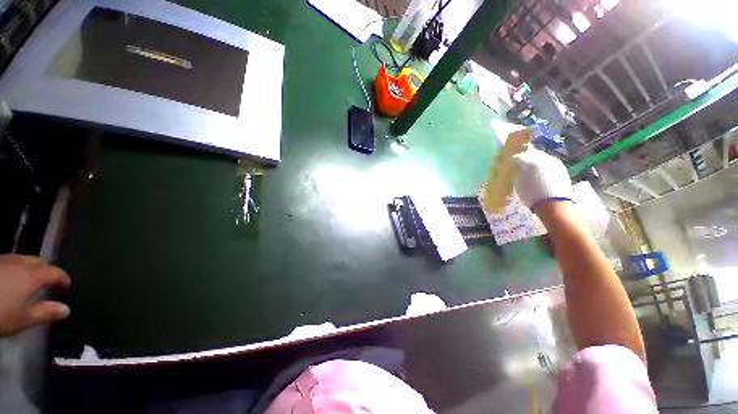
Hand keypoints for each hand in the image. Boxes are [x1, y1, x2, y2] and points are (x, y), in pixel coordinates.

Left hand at [0, 254, 70, 336]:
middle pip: (38, 262)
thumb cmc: (0, 314)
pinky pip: (9, 263)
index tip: (66, 286)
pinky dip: (15, 269)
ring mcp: (4, 261)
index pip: (55, 273)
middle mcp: (21, 264)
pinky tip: (9, 280)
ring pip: (22, 260)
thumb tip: (66, 310)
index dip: (63, 279)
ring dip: (29, 268)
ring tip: (28, 281)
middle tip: (47, 283)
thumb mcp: (23, 319)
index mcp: (33, 276)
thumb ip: (46, 313)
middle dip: (45, 270)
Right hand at [512, 148, 573, 211]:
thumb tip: (516, 169)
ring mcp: (554, 162)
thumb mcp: (518, 184)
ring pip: (542, 157)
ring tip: (531, 169)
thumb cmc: (531, 195)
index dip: (513, 161)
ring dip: (536, 161)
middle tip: (520, 165)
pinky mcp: (561, 168)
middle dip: (526, 158)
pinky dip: (544, 166)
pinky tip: (541, 174)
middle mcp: (543, 158)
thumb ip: (517, 173)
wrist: (554, 204)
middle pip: (532, 153)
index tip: (510, 165)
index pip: (519, 157)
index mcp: (530, 161)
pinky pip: (550, 163)